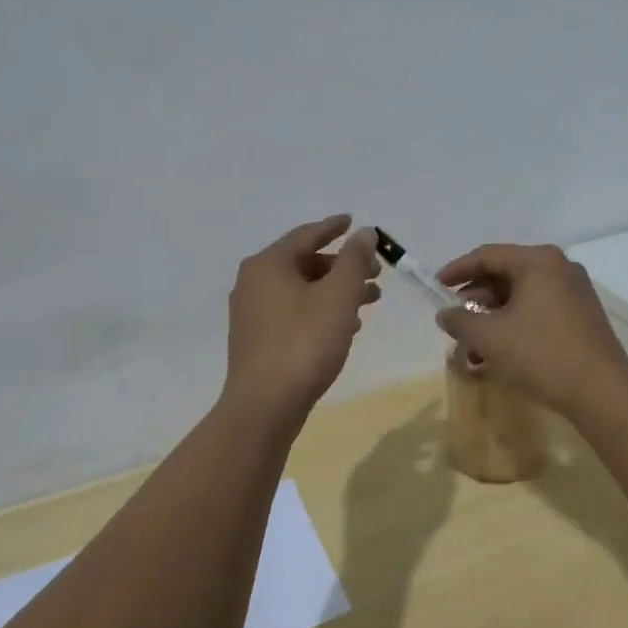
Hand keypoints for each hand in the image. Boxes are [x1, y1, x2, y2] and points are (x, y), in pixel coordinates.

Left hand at [224, 216, 379, 419]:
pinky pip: (294, 312)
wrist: (265, 405)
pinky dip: (320, 310)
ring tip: (370, 299)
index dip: (334, 228)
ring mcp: (252, 312)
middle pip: (305, 262)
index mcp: (269, 264)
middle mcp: (254, 282)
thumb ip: (354, 259)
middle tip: (375, 272)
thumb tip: (364, 232)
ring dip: (336, 290)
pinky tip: (346, 326)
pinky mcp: (257, 339)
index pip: (306, 234)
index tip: (354, 222)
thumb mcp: (338, 296)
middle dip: (342, 265)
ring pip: (301, 290)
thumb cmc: (305, 342)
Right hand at [433, 244, 627, 417]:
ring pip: (522, 295)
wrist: (601, 392)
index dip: (457, 270)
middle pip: (506, 274)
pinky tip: (499, 351)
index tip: (436, 286)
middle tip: (455, 319)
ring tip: (472, 344)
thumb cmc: (541, 354)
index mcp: (538, 261)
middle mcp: (560, 268)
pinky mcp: (583, 316)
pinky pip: (539, 310)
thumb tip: (445, 314)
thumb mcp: (490, 337)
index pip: (488, 255)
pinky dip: (515, 324)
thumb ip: (460, 321)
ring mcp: (575, 292)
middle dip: (476, 299)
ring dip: (493, 316)